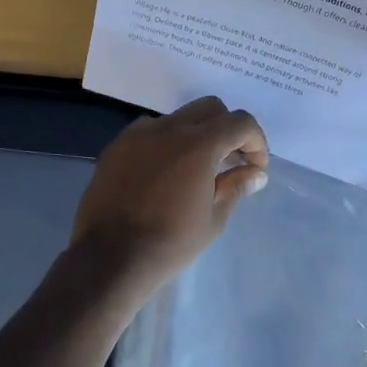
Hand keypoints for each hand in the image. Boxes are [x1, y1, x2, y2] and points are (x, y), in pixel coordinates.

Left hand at [72, 96, 269, 287]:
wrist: (109, 257)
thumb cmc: (170, 243)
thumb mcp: (213, 219)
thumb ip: (236, 187)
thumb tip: (255, 174)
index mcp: (199, 144)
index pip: (240, 122)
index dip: (256, 141)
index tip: (255, 167)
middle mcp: (169, 128)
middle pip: (210, 108)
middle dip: (228, 129)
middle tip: (231, 161)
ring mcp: (139, 134)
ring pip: (179, 118)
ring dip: (196, 134)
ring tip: (196, 169)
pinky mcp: (117, 146)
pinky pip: (151, 132)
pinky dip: (167, 143)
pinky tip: (164, 174)